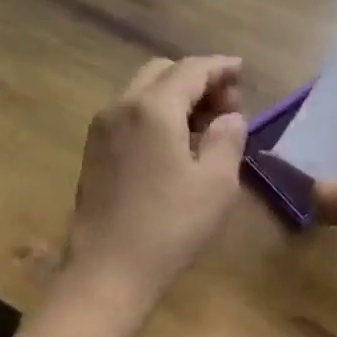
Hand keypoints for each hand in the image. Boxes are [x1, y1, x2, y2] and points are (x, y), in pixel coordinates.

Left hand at [64, 56, 247, 306]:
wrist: (109, 269)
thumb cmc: (171, 226)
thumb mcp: (217, 183)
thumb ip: (228, 139)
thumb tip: (228, 118)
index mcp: (154, 109)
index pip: (192, 69)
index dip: (221, 67)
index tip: (242, 71)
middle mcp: (122, 107)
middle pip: (162, 73)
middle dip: (197, 80)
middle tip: (226, 107)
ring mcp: (101, 129)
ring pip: (143, 93)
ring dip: (175, 98)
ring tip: (205, 128)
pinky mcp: (94, 152)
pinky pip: (130, 116)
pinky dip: (156, 115)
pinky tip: (175, 145)